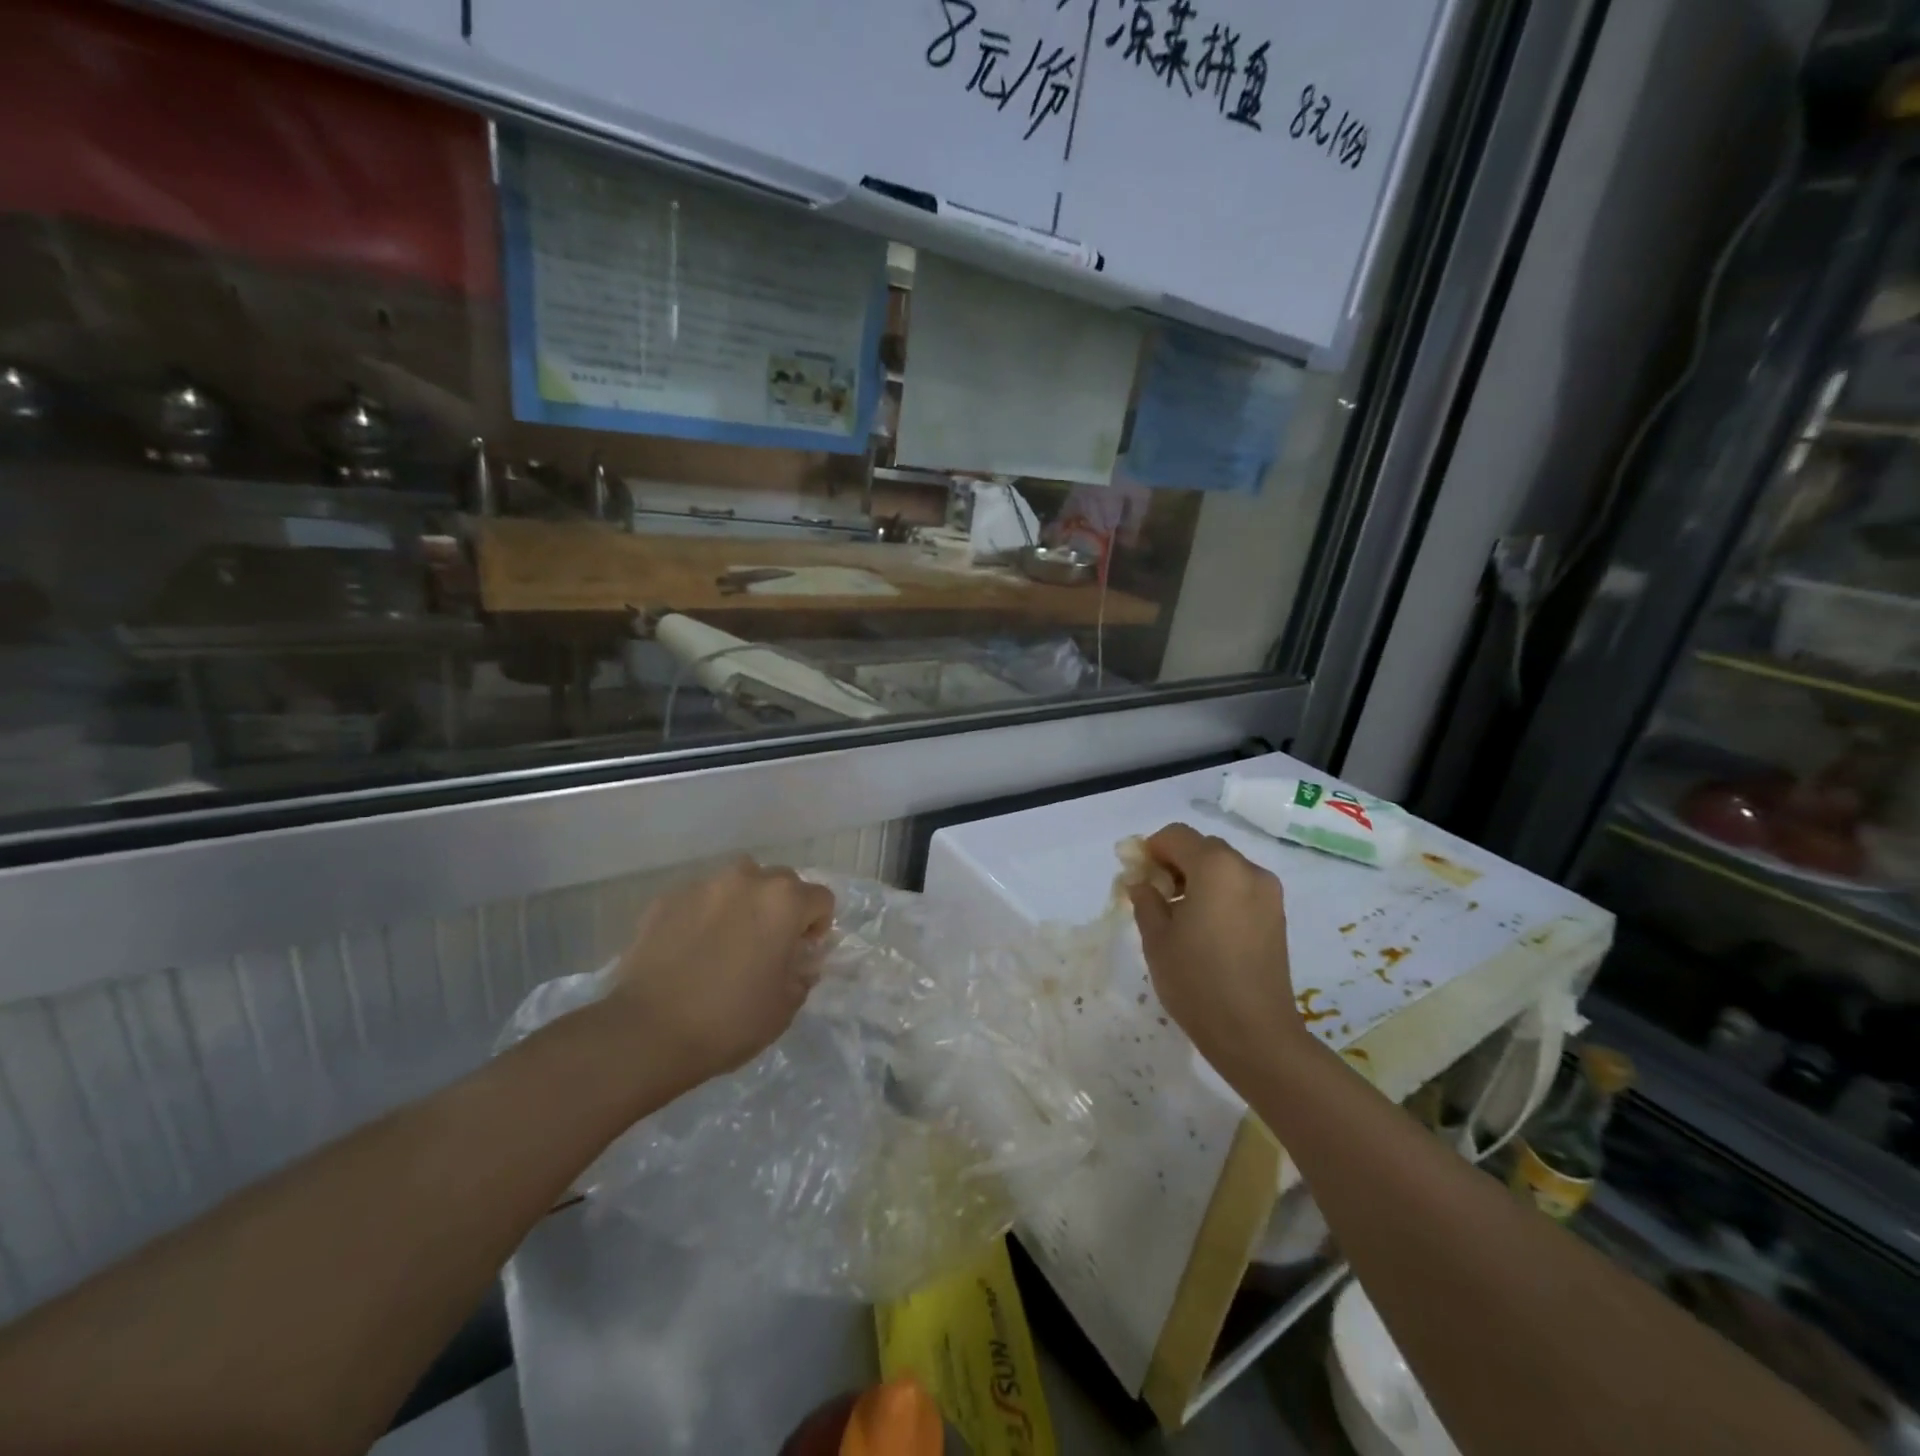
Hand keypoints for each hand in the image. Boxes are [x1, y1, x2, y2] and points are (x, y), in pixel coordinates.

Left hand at [603, 859, 834, 1091]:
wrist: (646, 1033)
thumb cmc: (729, 1021)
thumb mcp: (786, 1006)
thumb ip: (802, 974)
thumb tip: (798, 961)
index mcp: (784, 901)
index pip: (821, 899)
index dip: (817, 927)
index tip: (801, 954)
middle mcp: (746, 880)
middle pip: (781, 882)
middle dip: (782, 908)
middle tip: (768, 946)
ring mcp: (703, 885)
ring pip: (738, 883)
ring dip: (744, 903)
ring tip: (729, 940)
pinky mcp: (666, 899)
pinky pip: (700, 899)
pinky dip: (705, 915)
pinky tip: (691, 950)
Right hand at [1128, 824, 1305, 1082]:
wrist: (1255, 1034)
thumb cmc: (1197, 981)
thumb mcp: (1156, 938)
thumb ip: (1145, 899)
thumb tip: (1141, 881)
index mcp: (1215, 867)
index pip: (1176, 835)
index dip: (1151, 849)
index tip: (1137, 876)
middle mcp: (1247, 869)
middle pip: (1203, 847)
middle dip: (1175, 862)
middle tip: (1155, 896)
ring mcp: (1268, 892)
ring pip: (1223, 867)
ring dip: (1198, 878)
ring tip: (1180, 916)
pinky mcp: (1277, 915)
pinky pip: (1240, 887)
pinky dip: (1219, 893)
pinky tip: (1206, 928)